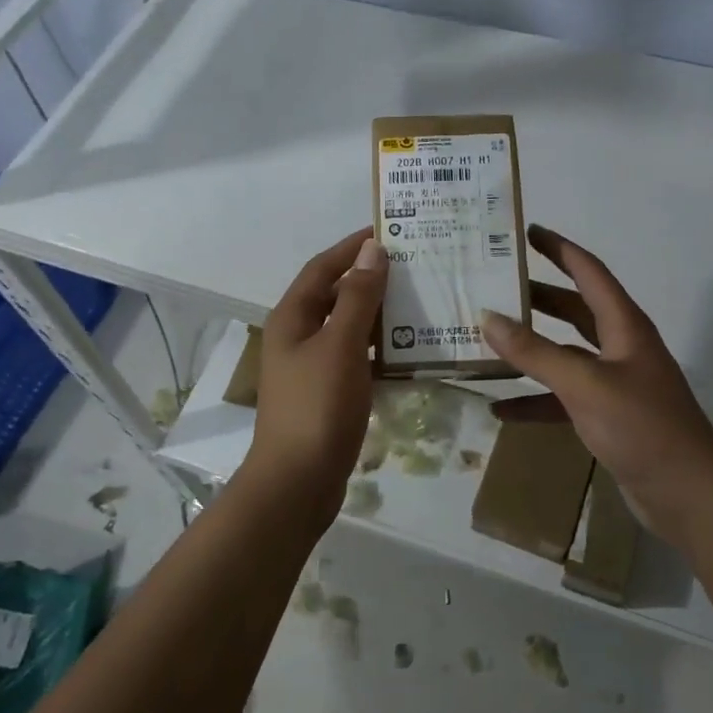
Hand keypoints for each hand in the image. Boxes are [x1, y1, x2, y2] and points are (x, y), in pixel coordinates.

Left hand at [245, 229, 387, 510]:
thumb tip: (372, 250)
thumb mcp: (341, 345)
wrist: (297, 482)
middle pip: (336, 295)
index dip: (352, 247)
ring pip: (348, 327)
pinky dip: (379, 348)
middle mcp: (298, 336)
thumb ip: (358, 297)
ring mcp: (312, 367)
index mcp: (293, 317)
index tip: (388, 230)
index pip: (323, 267)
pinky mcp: (327, 393)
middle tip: (414, 265)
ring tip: (419, 300)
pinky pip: (356, 357)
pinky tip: (409, 349)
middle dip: (370, 278)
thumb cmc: (317, 406)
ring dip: (379, 314)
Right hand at [483, 225, 712, 537]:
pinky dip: (535, 399)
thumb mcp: (584, 384)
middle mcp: (620, 346)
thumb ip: (535, 352)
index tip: (527, 232)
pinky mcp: (606, 416)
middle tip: (497, 285)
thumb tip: (488, 317)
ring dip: (532, 347)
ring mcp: (614, 382)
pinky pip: (563, 397)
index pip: (589, 272)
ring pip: (565, 353)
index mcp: (624, 326)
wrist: (687, 494)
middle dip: (538, 296)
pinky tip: (501, 409)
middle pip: (574, 309)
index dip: (559, 249)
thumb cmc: (641, 427)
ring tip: (490, 338)